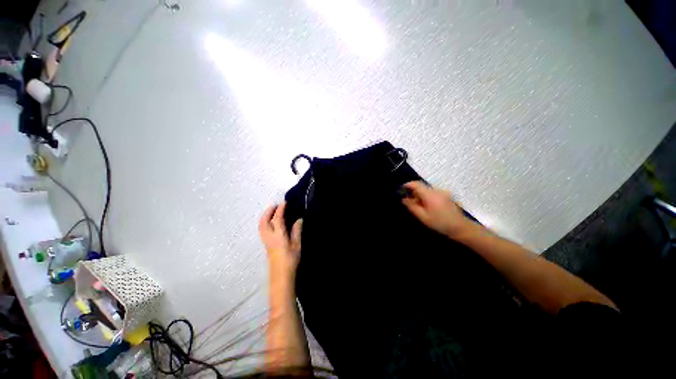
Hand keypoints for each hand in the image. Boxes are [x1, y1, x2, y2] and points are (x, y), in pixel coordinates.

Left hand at [259, 203, 302, 278]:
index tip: (284, 203)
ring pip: (261, 225)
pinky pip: (262, 230)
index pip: (277, 219)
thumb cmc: (290, 260)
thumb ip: (297, 231)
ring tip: (272, 212)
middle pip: (264, 221)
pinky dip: (265, 222)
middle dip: (268, 211)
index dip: (280, 209)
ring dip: (265, 216)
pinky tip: (271, 223)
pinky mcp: (266, 245)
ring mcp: (266, 241)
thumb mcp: (297, 245)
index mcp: (278, 235)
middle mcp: (269, 237)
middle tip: (275, 205)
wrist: (281, 276)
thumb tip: (299, 219)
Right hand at [401, 181, 471, 239]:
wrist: (460, 227)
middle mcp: (436, 190)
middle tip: (408, 201)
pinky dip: (426, 197)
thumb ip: (412, 206)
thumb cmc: (440, 222)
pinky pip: (432, 193)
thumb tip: (404, 199)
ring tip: (417, 205)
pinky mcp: (446, 196)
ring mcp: (442, 192)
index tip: (401, 190)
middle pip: (421, 186)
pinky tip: (427, 206)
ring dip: (420, 195)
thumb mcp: (422, 216)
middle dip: (413, 192)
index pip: (416, 184)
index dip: (407, 185)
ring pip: (427, 190)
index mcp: (429, 194)